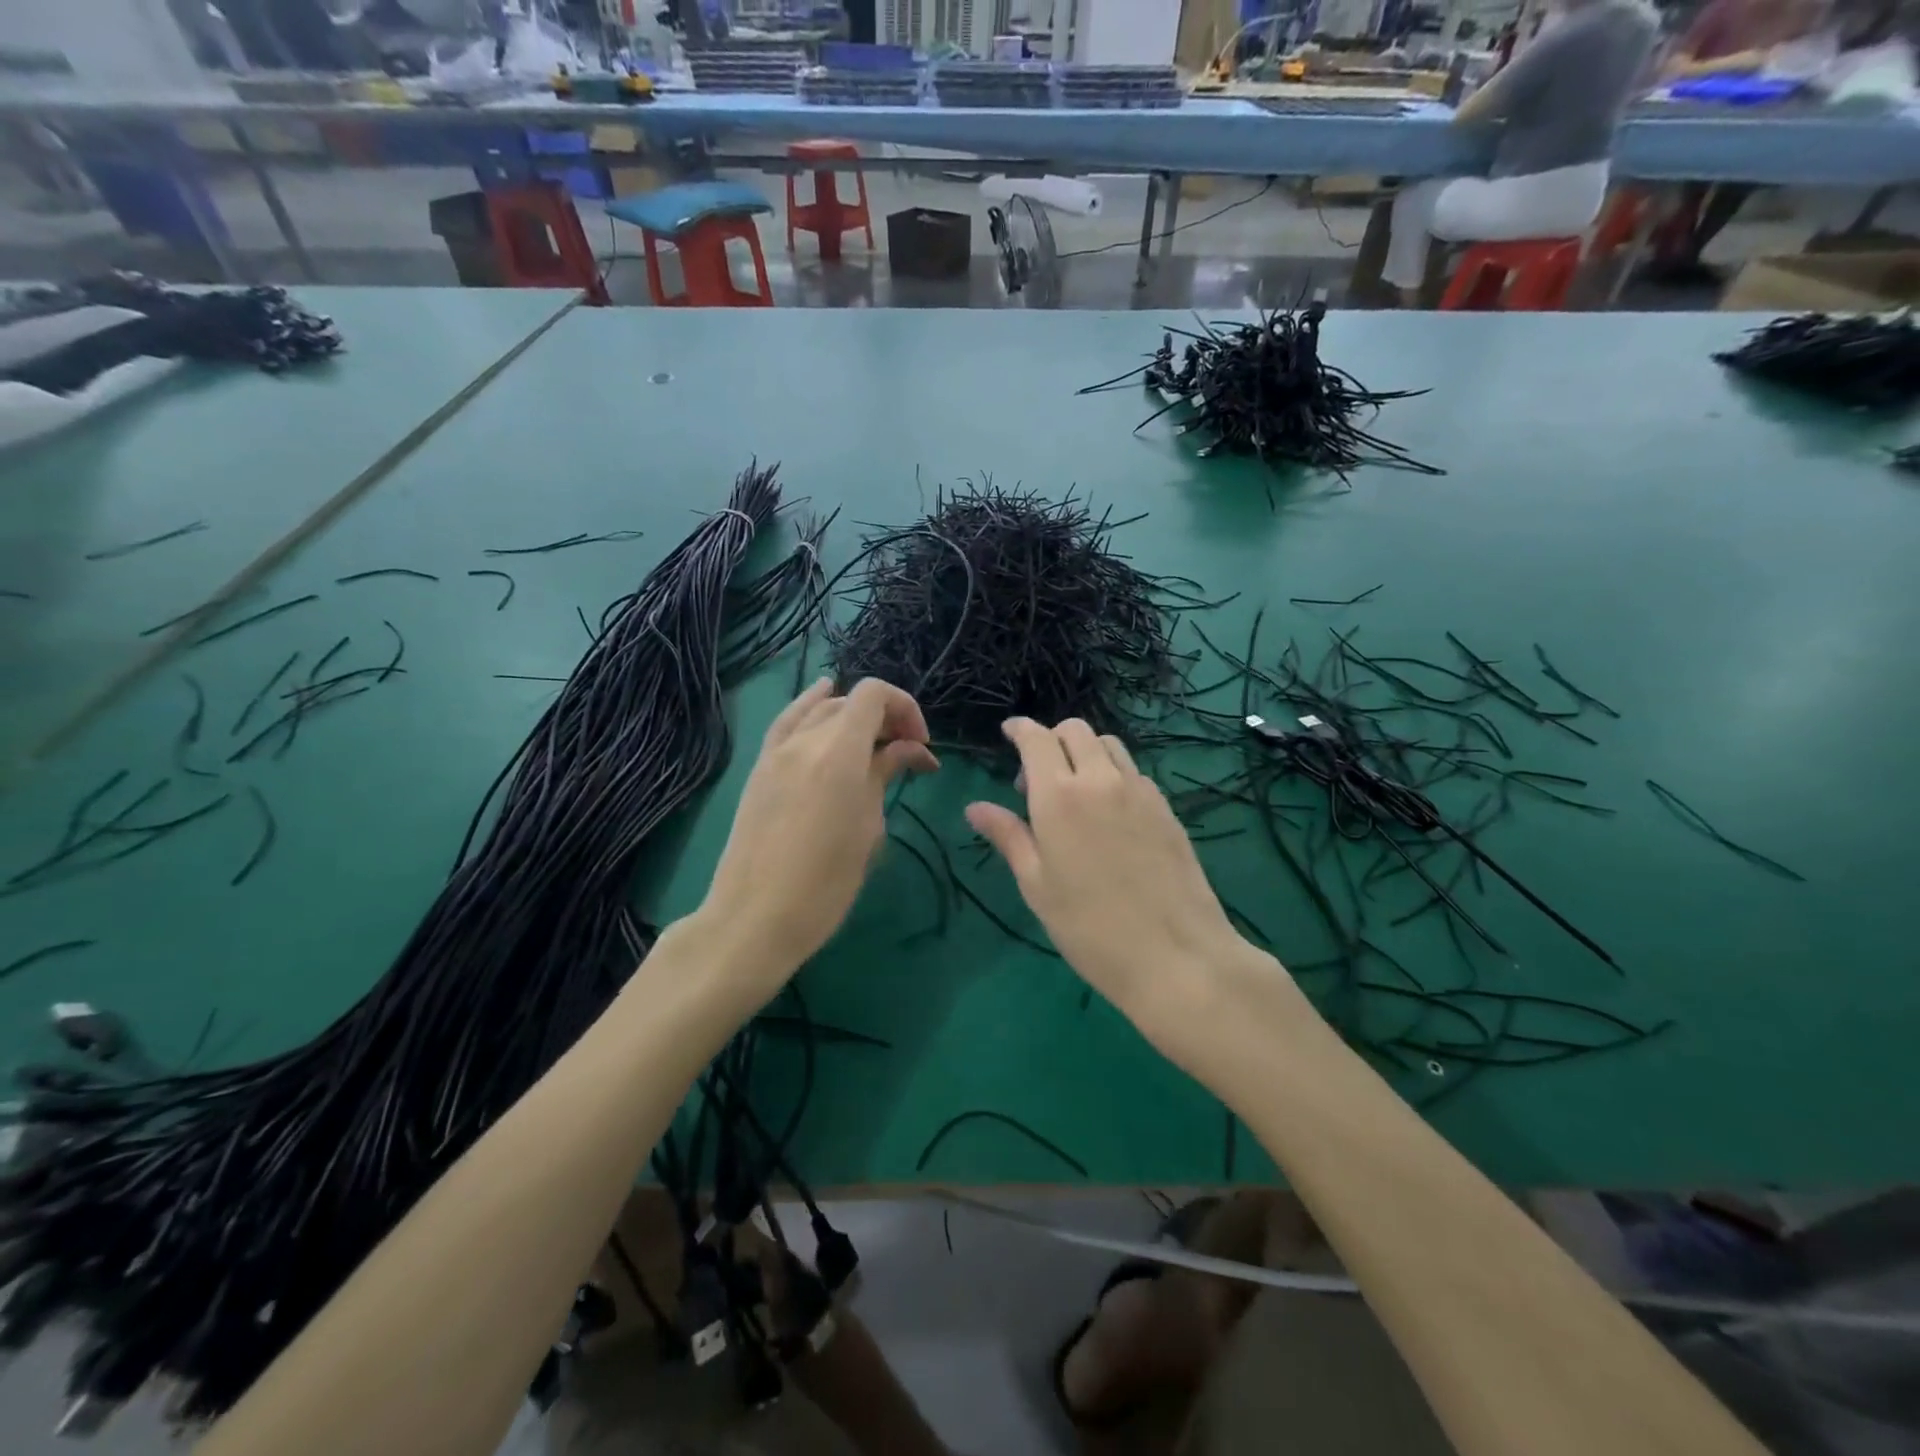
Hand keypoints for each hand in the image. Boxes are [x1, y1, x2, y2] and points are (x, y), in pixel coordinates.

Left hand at [700, 678, 936, 995]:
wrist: (754, 918)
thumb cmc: (824, 884)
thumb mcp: (868, 829)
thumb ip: (883, 776)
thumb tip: (907, 750)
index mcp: (838, 753)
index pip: (874, 696)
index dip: (905, 708)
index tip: (921, 746)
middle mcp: (806, 740)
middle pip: (850, 702)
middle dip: (886, 718)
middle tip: (907, 754)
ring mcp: (777, 751)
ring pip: (820, 709)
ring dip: (853, 717)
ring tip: (873, 743)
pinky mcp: (760, 767)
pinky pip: (789, 722)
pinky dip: (810, 706)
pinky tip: (823, 698)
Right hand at [966, 717, 1292, 1045]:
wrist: (1175, 955)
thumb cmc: (1089, 927)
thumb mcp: (1036, 885)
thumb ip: (1008, 837)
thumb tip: (974, 808)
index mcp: (1059, 796)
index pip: (1037, 739)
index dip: (1020, 729)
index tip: (1009, 734)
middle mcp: (1100, 780)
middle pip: (1075, 730)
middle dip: (1051, 739)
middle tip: (1037, 780)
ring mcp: (1139, 791)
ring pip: (1108, 745)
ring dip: (1084, 752)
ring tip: (1074, 793)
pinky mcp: (1166, 808)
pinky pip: (1133, 772)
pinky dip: (1112, 774)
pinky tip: (1108, 814)